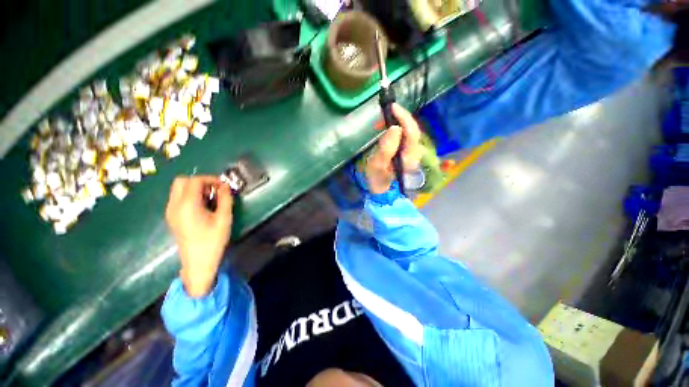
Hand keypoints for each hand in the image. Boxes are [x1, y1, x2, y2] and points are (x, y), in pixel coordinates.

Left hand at [165, 176, 233, 297]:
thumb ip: (225, 199)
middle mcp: (174, 205)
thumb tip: (225, 186)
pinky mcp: (172, 217)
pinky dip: (190, 195)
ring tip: (211, 198)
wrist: (198, 262)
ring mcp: (171, 211)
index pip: (195, 180)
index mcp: (187, 205)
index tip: (224, 186)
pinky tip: (203, 206)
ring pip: (179, 188)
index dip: (211, 179)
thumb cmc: (213, 241)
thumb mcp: (224, 219)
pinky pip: (178, 198)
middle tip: (215, 190)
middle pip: (182, 181)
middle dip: (200, 181)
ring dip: (195, 188)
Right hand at [366, 104, 422, 193]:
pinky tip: (390, 128)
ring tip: (384, 120)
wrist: (381, 191)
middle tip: (384, 114)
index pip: (412, 132)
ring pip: (409, 132)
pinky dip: (398, 128)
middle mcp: (415, 154)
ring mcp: (412, 153)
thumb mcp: (377, 165)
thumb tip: (395, 128)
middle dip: (400, 118)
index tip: (392, 107)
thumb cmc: (377, 179)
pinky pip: (406, 137)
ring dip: (398, 122)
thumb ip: (386, 148)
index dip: (404, 117)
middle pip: (412, 130)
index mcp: (409, 157)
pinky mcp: (408, 153)